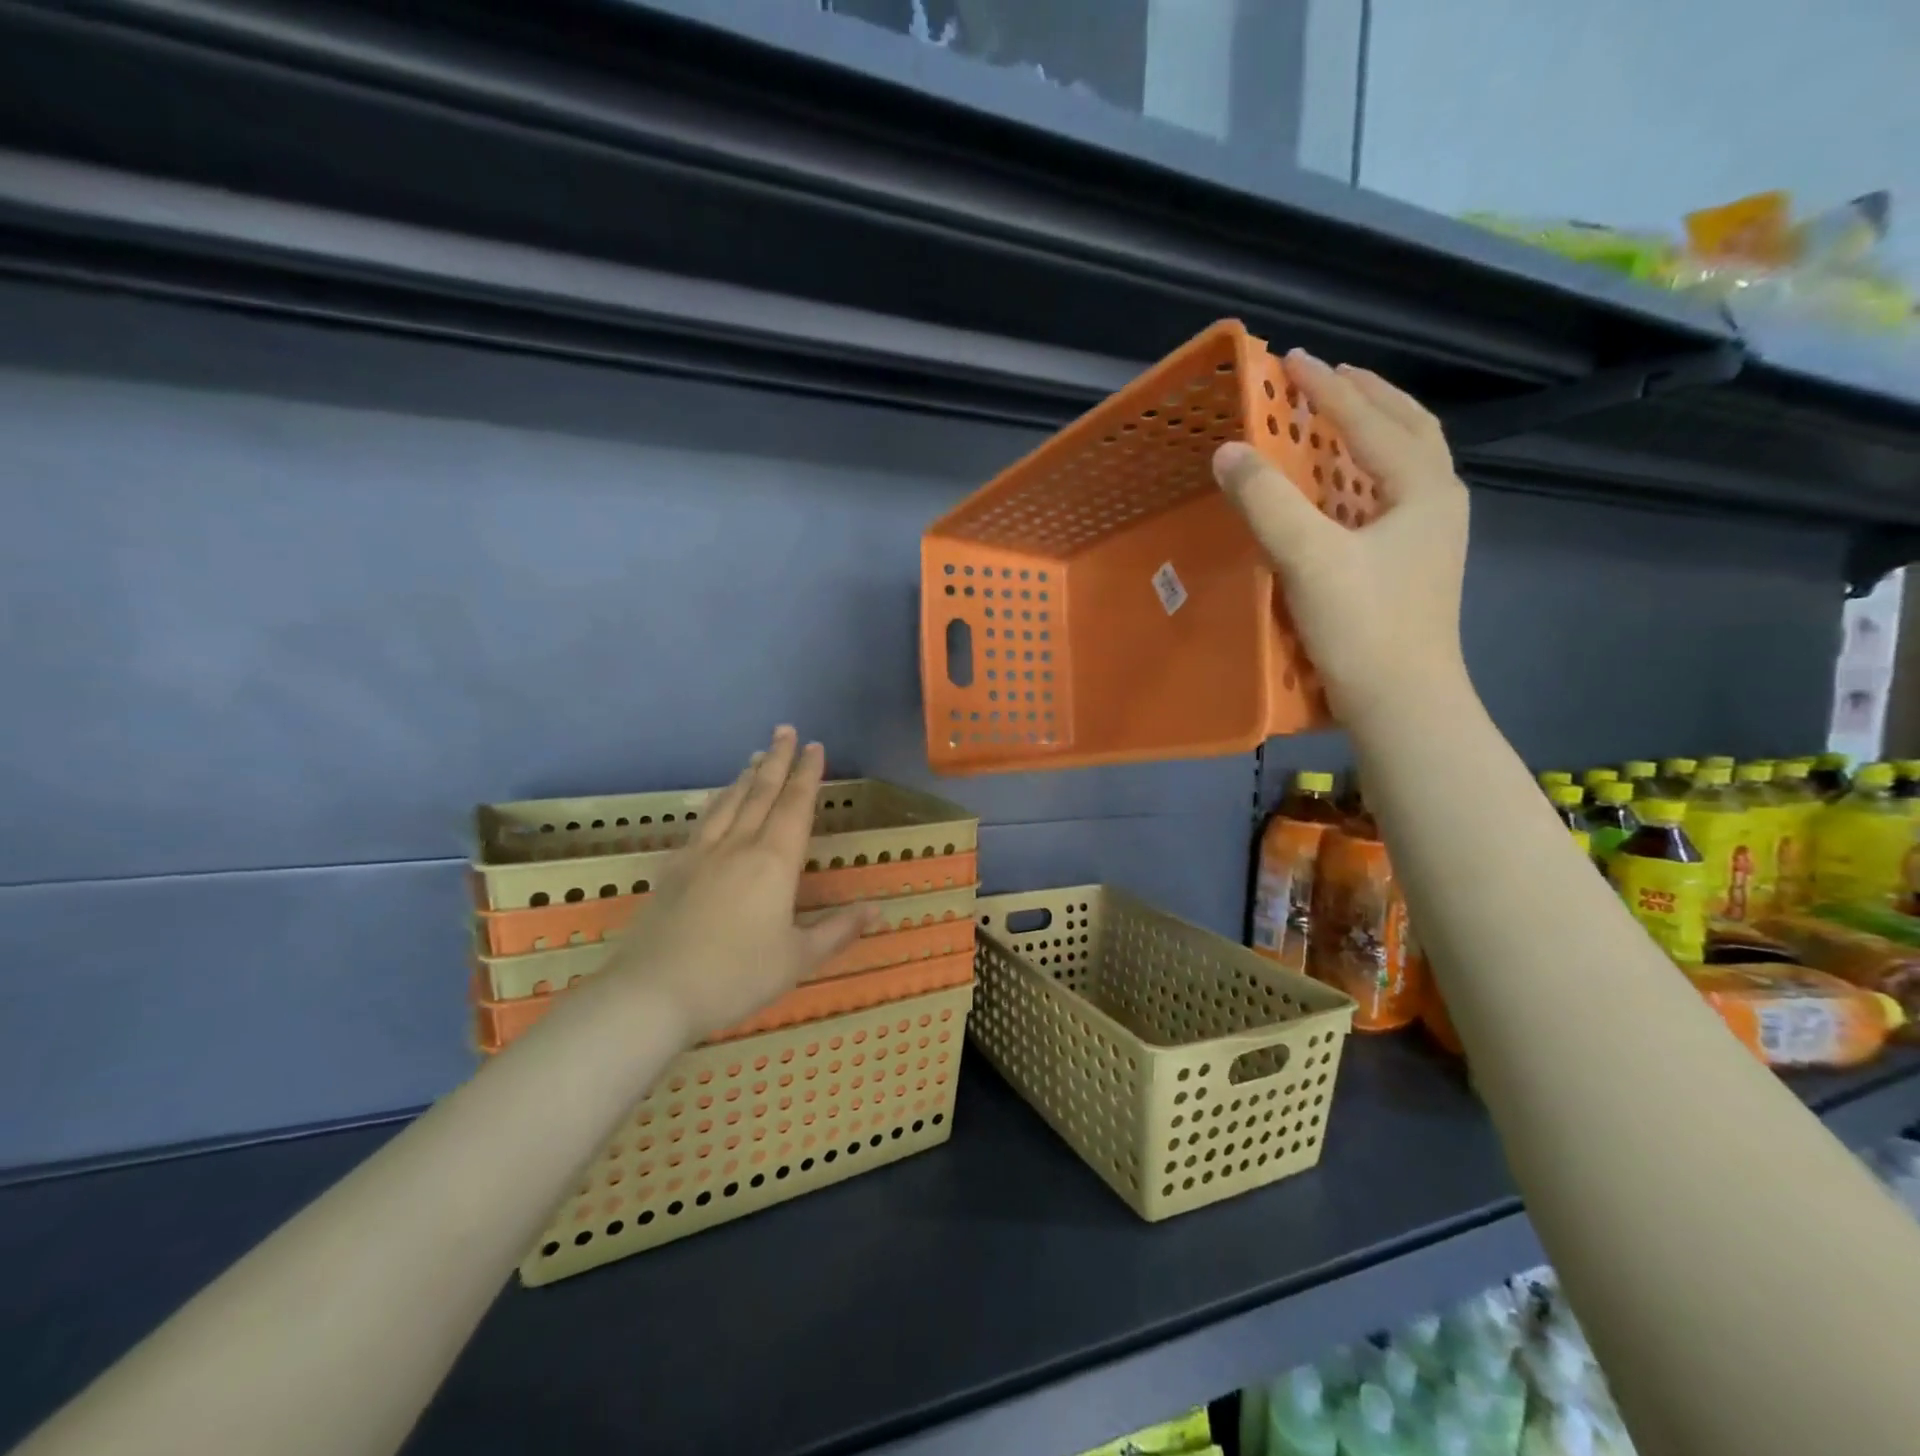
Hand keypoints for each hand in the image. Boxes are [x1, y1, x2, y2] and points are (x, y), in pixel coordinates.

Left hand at [602, 728, 870, 1040]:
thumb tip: (877, 910)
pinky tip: (716, 802)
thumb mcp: (797, 959)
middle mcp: (738, 846)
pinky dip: (717, 802)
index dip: (808, 774)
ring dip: (747, 776)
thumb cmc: (735, 976)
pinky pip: (702, 822)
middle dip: (778, 759)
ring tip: (757, 756)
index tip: (815, 746)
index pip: (796, 806)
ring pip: (729, 802)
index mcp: (774, 862)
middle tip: (785, 730)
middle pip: (761, 792)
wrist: (652, 993)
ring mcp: (701, 854)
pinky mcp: (673, 869)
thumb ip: (837, 930)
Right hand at [1212, 350, 1470, 729]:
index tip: (1291, 360)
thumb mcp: (1308, 558)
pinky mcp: (1414, 565)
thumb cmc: (1362, 626)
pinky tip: (1342, 488)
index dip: (1327, 388)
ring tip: (1338, 417)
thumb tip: (1227, 451)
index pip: (1371, 421)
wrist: (1403, 703)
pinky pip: (1392, 496)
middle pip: (1408, 428)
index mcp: (1422, 488)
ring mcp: (1430, 536)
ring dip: (1373, 430)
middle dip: (1368, 396)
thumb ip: (1266, 501)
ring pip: (1406, 463)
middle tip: (1328, 375)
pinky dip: (1367, 473)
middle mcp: (1436, 502)